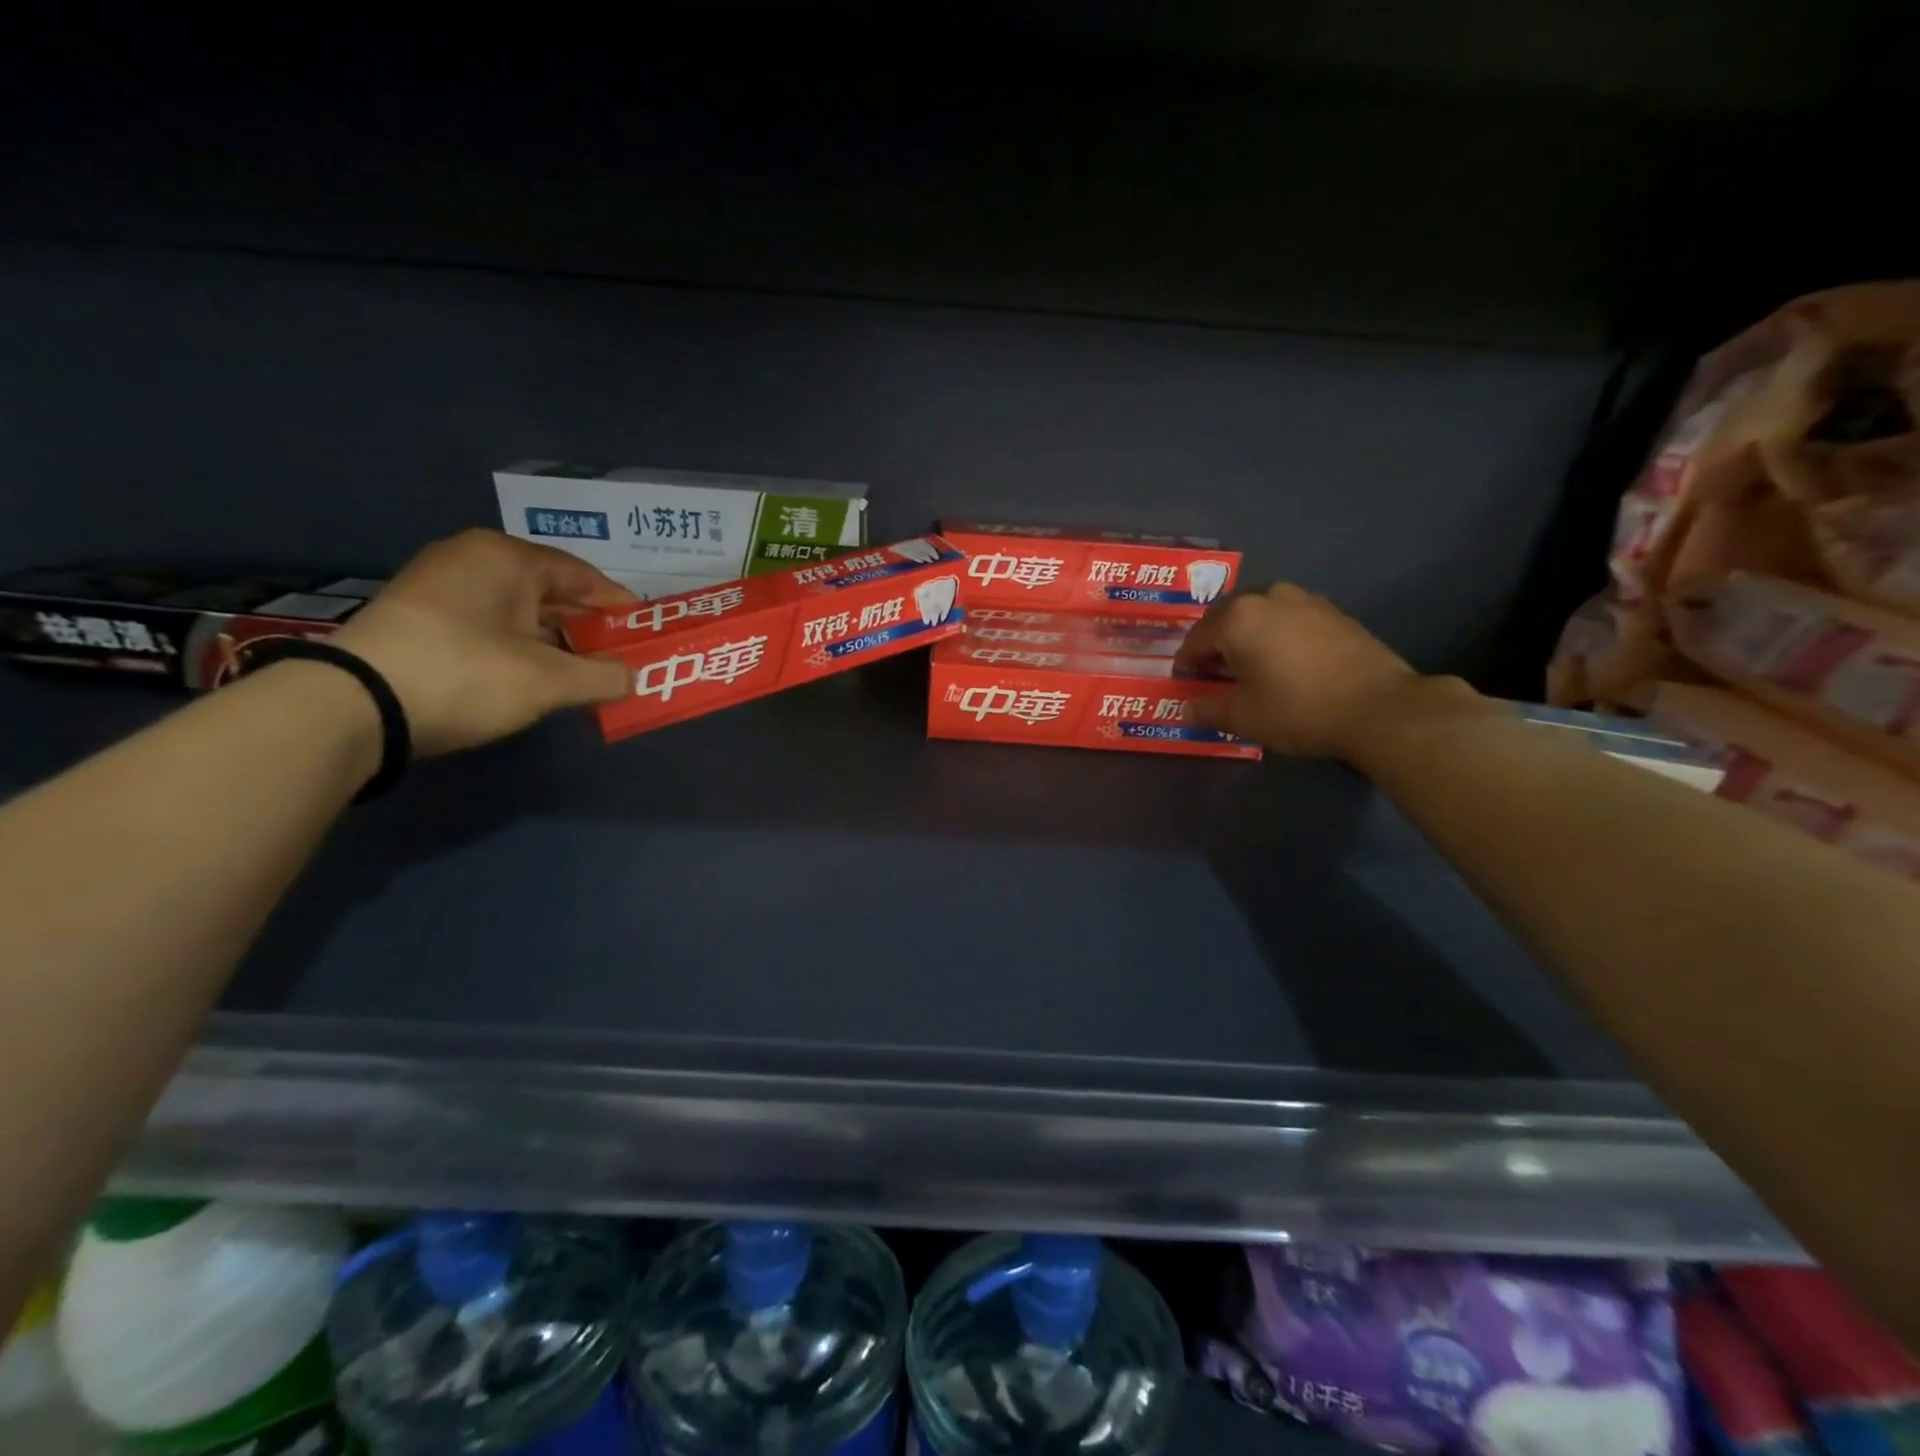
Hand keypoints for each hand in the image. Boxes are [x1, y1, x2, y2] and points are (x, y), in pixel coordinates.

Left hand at [332, 530, 635, 755]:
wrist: (354, 706)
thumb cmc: (467, 675)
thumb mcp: (549, 681)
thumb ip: (604, 676)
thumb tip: (633, 677)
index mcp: (506, 557)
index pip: (582, 574)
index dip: (618, 605)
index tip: (643, 632)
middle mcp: (471, 559)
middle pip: (550, 591)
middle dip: (587, 626)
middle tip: (618, 656)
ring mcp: (438, 586)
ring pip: (518, 610)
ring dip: (555, 640)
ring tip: (584, 672)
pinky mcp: (418, 618)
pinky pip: (489, 624)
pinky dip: (520, 646)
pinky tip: (536, 675)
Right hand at [1172, 583, 1420, 757]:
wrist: (1379, 707)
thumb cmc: (1298, 709)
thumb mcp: (1244, 717)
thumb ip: (1208, 708)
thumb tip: (1187, 706)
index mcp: (1237, 618)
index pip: (1196, 639)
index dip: (1186, 663)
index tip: (1185, 682)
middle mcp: (1267, 597)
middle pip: (1226, 618)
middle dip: (1214, 644)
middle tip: (1212, 673)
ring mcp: (1304, 600)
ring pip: (1259, 614)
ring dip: (1246, 635)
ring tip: (1248, 664)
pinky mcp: (1333, 612)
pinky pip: (1289, 618)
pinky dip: (1276, 634)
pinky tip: (1284, 660)